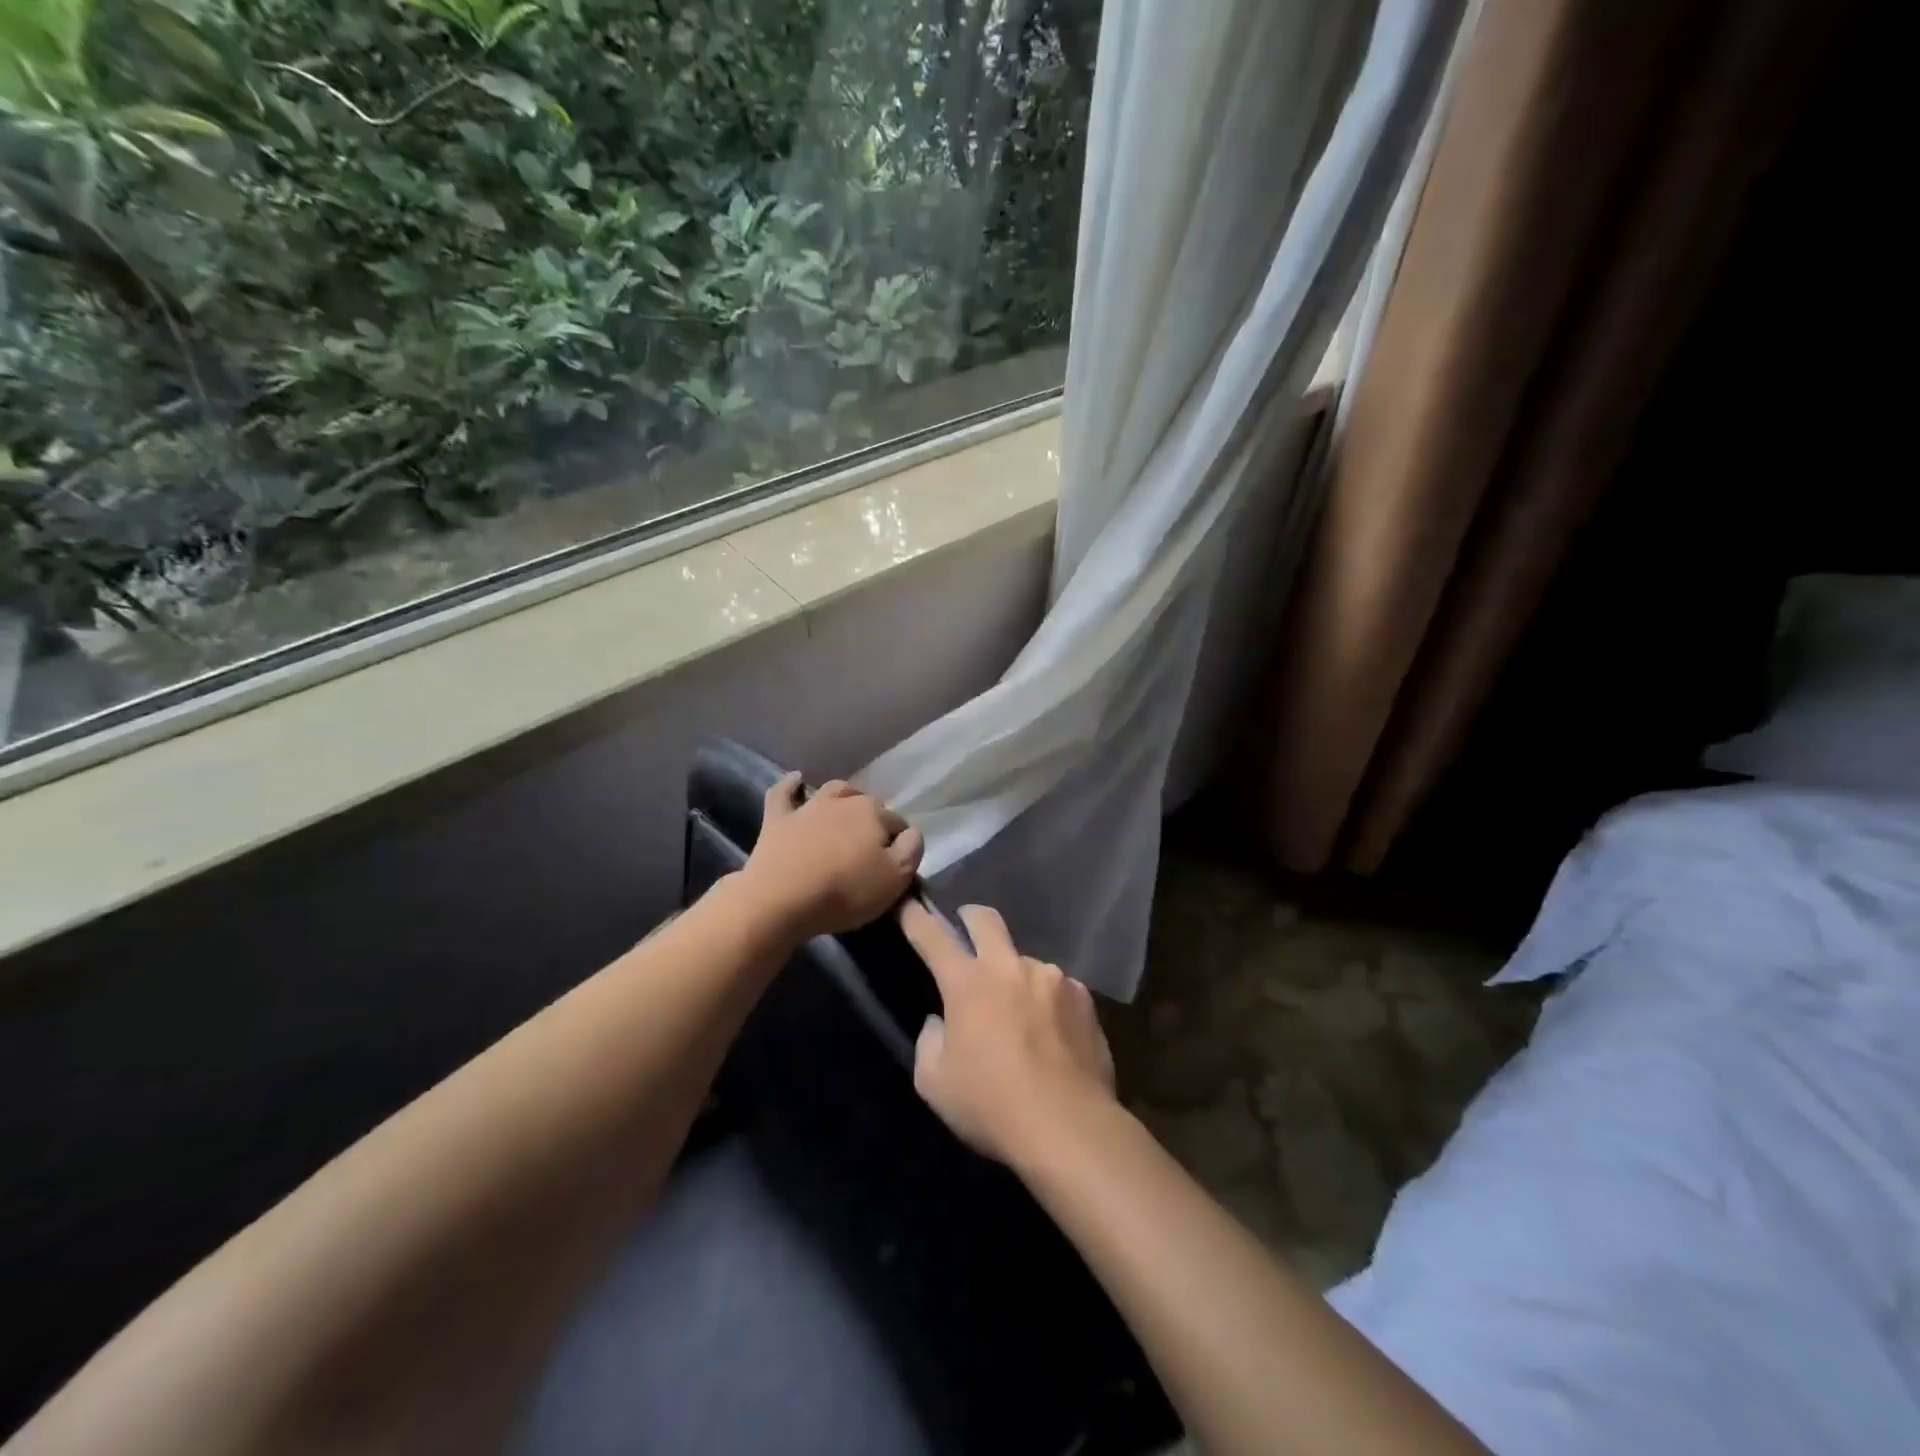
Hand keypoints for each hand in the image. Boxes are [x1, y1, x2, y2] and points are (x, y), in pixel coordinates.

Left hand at [738, 773, 923, 940]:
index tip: (895, 863)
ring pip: (832, 791)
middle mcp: (843, 801)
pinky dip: (790, 785)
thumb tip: (913, 832)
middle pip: (867, 804)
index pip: (897, 823)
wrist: (782, 898)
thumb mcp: (895, 879)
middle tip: (872, 844)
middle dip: (873, 818)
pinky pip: (783, 793)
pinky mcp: (778, 819)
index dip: (899, 842)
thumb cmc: (845, 891)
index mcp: (874, 814)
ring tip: (847, 808)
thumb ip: (911, 850)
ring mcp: (808, 807)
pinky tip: (796, 779)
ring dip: (843, 796)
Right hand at [899, 900, 1116, 1167]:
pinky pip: (1057, 989)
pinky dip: (1047, 1003)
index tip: (909, 905)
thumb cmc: (991, 1106)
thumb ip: (930, 1042)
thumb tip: (940, 1022)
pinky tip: (1052, 1035)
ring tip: (1021, 1017)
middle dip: (970, 918)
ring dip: (1015, 978)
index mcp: (968, 982)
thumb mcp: (935, 1084)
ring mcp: (1051, 977)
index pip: (932, 936)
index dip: (916, 918)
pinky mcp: (1083, 997)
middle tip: (966, 930)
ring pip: (1025, 962)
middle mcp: (1009, 967)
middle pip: (986, 919)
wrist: (1068, 1126)